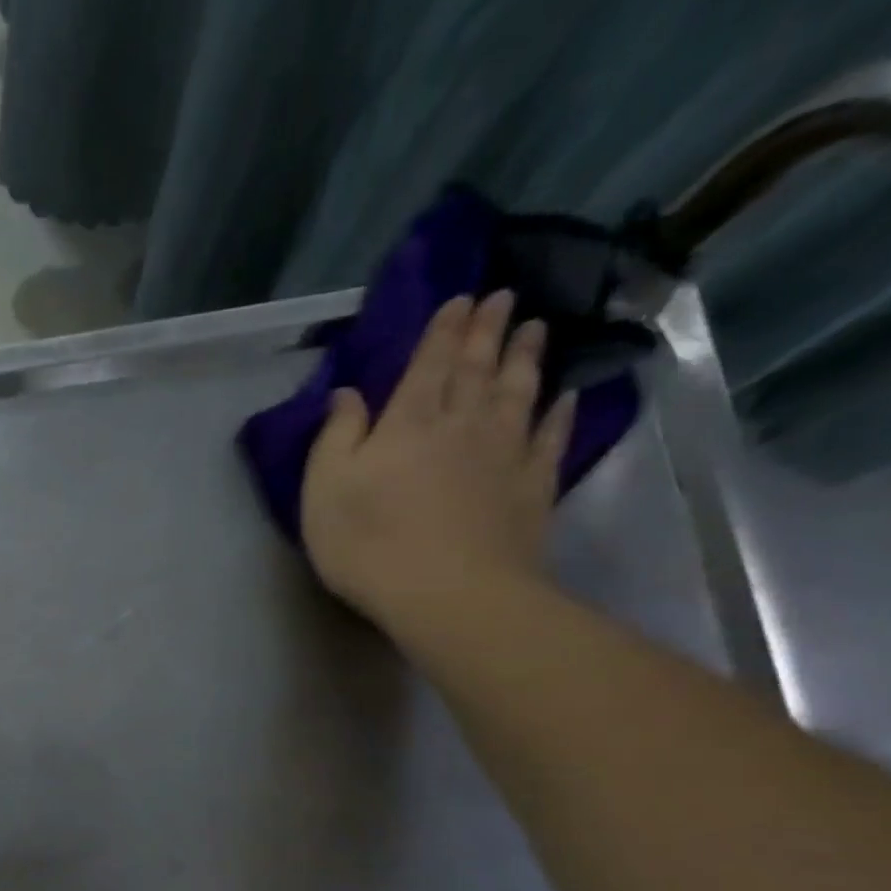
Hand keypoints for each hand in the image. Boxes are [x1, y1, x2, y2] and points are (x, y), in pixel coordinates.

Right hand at [301, 290, 576, 631]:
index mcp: (408, 421)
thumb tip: (347, 393)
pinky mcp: (533, 486)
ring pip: (519, 391)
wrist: (449, 593)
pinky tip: (566, 396)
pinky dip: (559, 412)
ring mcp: (505, 452)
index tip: (462, 298)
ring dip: (526, 357)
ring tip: (535, 329)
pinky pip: (550, 437)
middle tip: (503, 297)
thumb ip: (335, 436)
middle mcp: (462, 423)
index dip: (443, 329)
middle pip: (478, 367)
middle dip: (488, 330)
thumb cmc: (369, 543)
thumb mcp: (324, 489)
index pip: (429, 362)